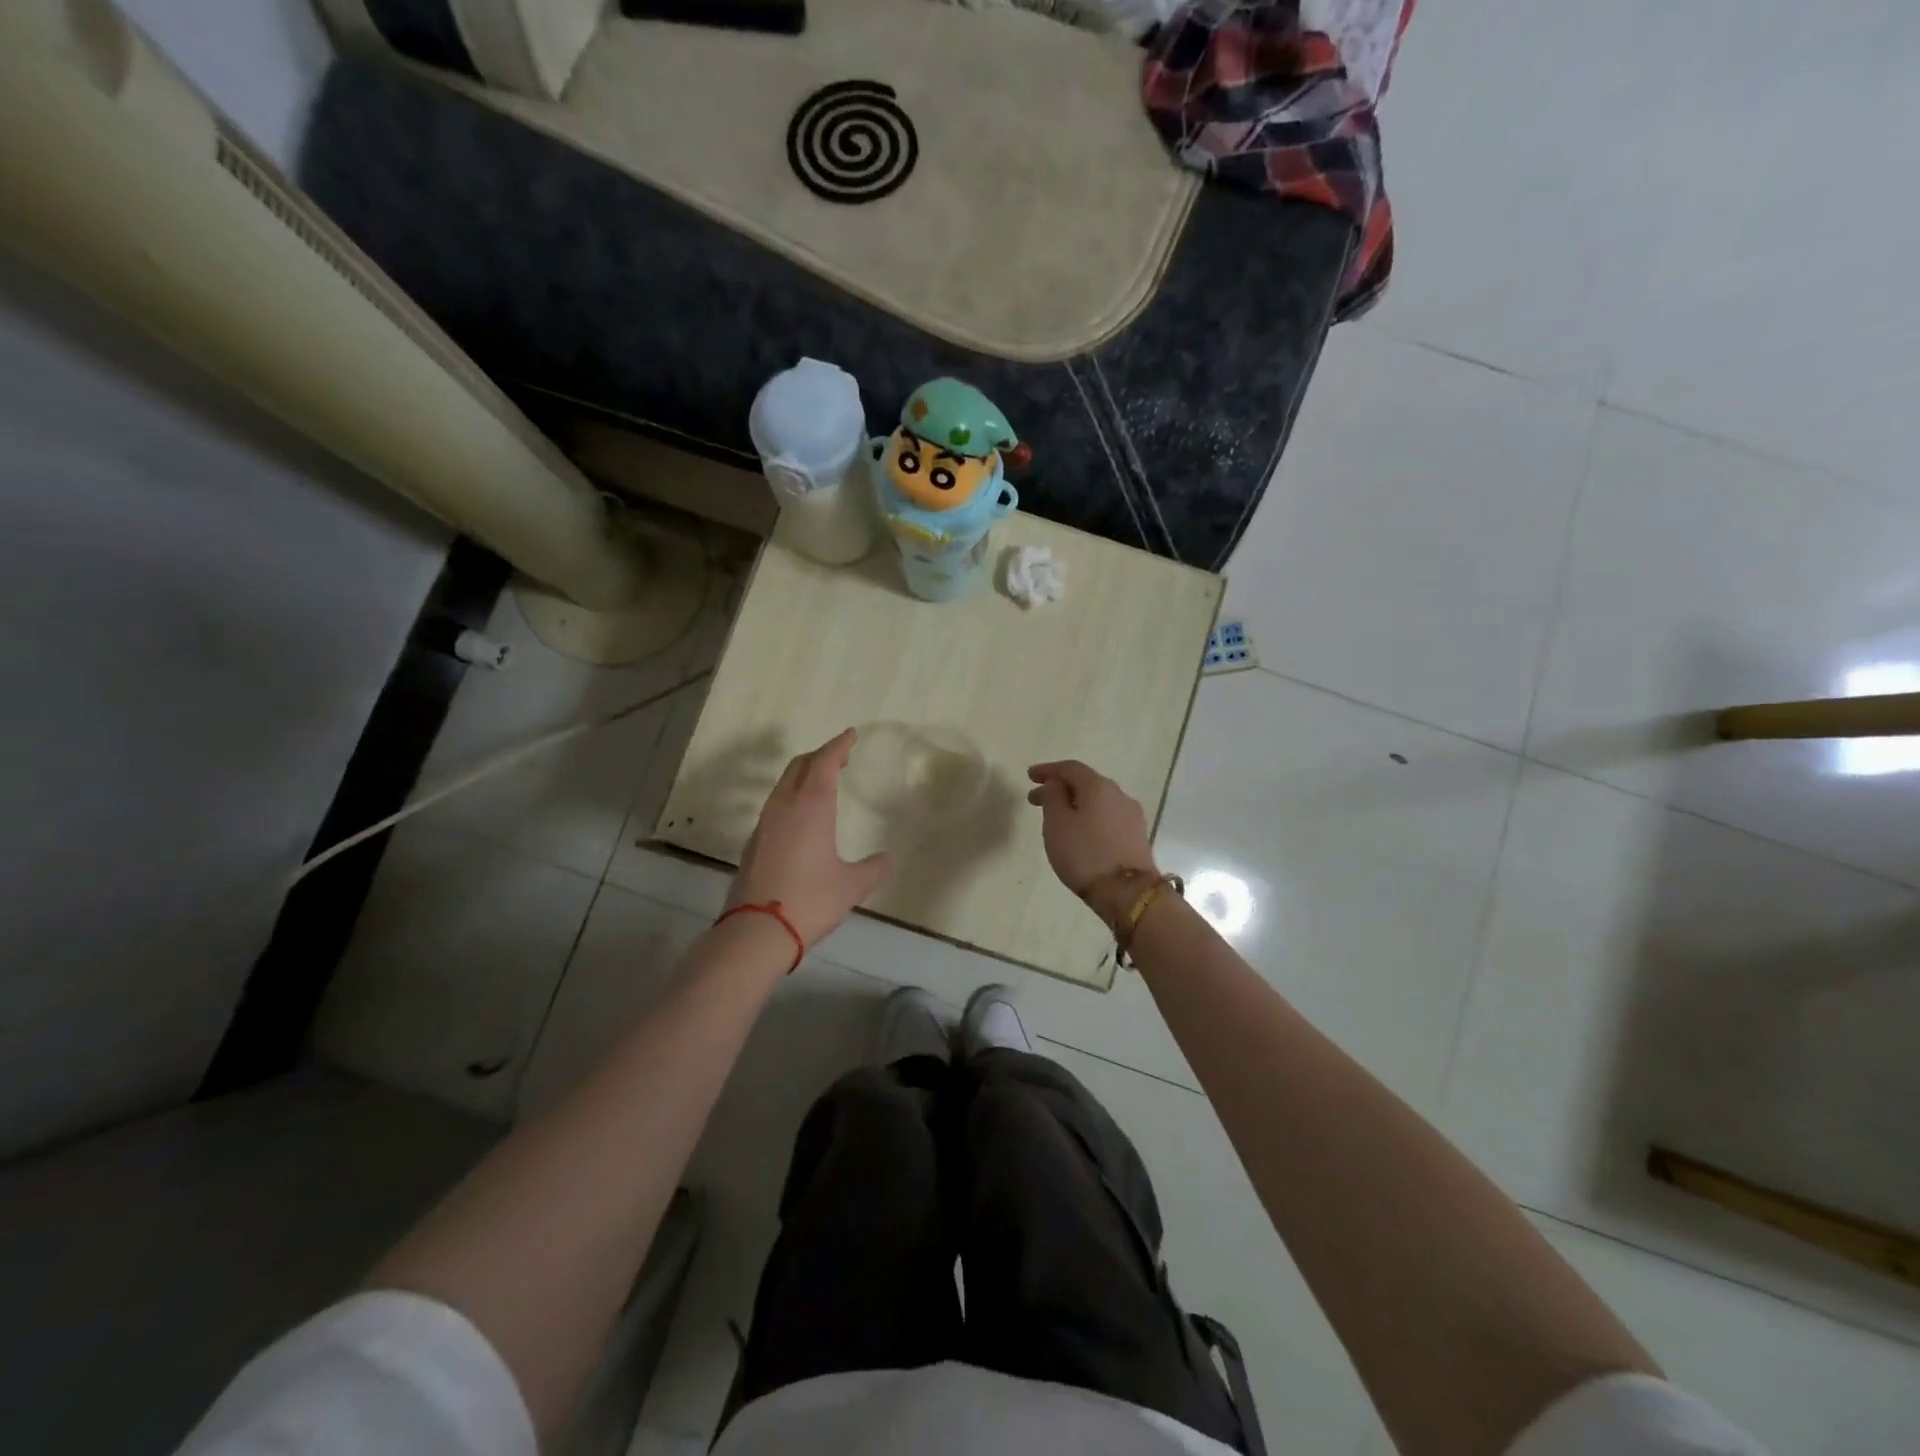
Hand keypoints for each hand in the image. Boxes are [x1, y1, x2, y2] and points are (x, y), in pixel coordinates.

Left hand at [728, 729, 890, 948]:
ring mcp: (765, 823)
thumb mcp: (851, 886)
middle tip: (840, 756)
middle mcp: (785, 806)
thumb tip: (887, 858)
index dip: (838, 745)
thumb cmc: (810, 901)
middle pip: (800, 766)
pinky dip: (792, 795)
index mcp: (811, 807)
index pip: (825, 762)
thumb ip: (873, 868)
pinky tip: (802, 814)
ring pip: (784, 783)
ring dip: (804, 774)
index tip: (851, 735)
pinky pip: (776, 804)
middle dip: (820, 755)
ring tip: (823, 780)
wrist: (756, 931)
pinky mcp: (754, 841)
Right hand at [1026, 760, 1156, 911]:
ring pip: (1098, 801)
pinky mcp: (1137, 836)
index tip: (1030, 776)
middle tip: (1036, 801)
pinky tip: (1080, 832)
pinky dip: (1090, 818)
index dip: (1048, 770)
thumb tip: (1057, 783)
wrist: (1127, 893)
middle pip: (1085, 783)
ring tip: (1057, 819)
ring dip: (1075, 804)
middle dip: (1059, 789)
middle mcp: (1119, 794)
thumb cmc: (1085, 854)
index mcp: (1098, 786)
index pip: (1070, 768)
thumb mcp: (1057, 823)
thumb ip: (1053, 797)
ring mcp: (1131, 815)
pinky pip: (1107, 817)